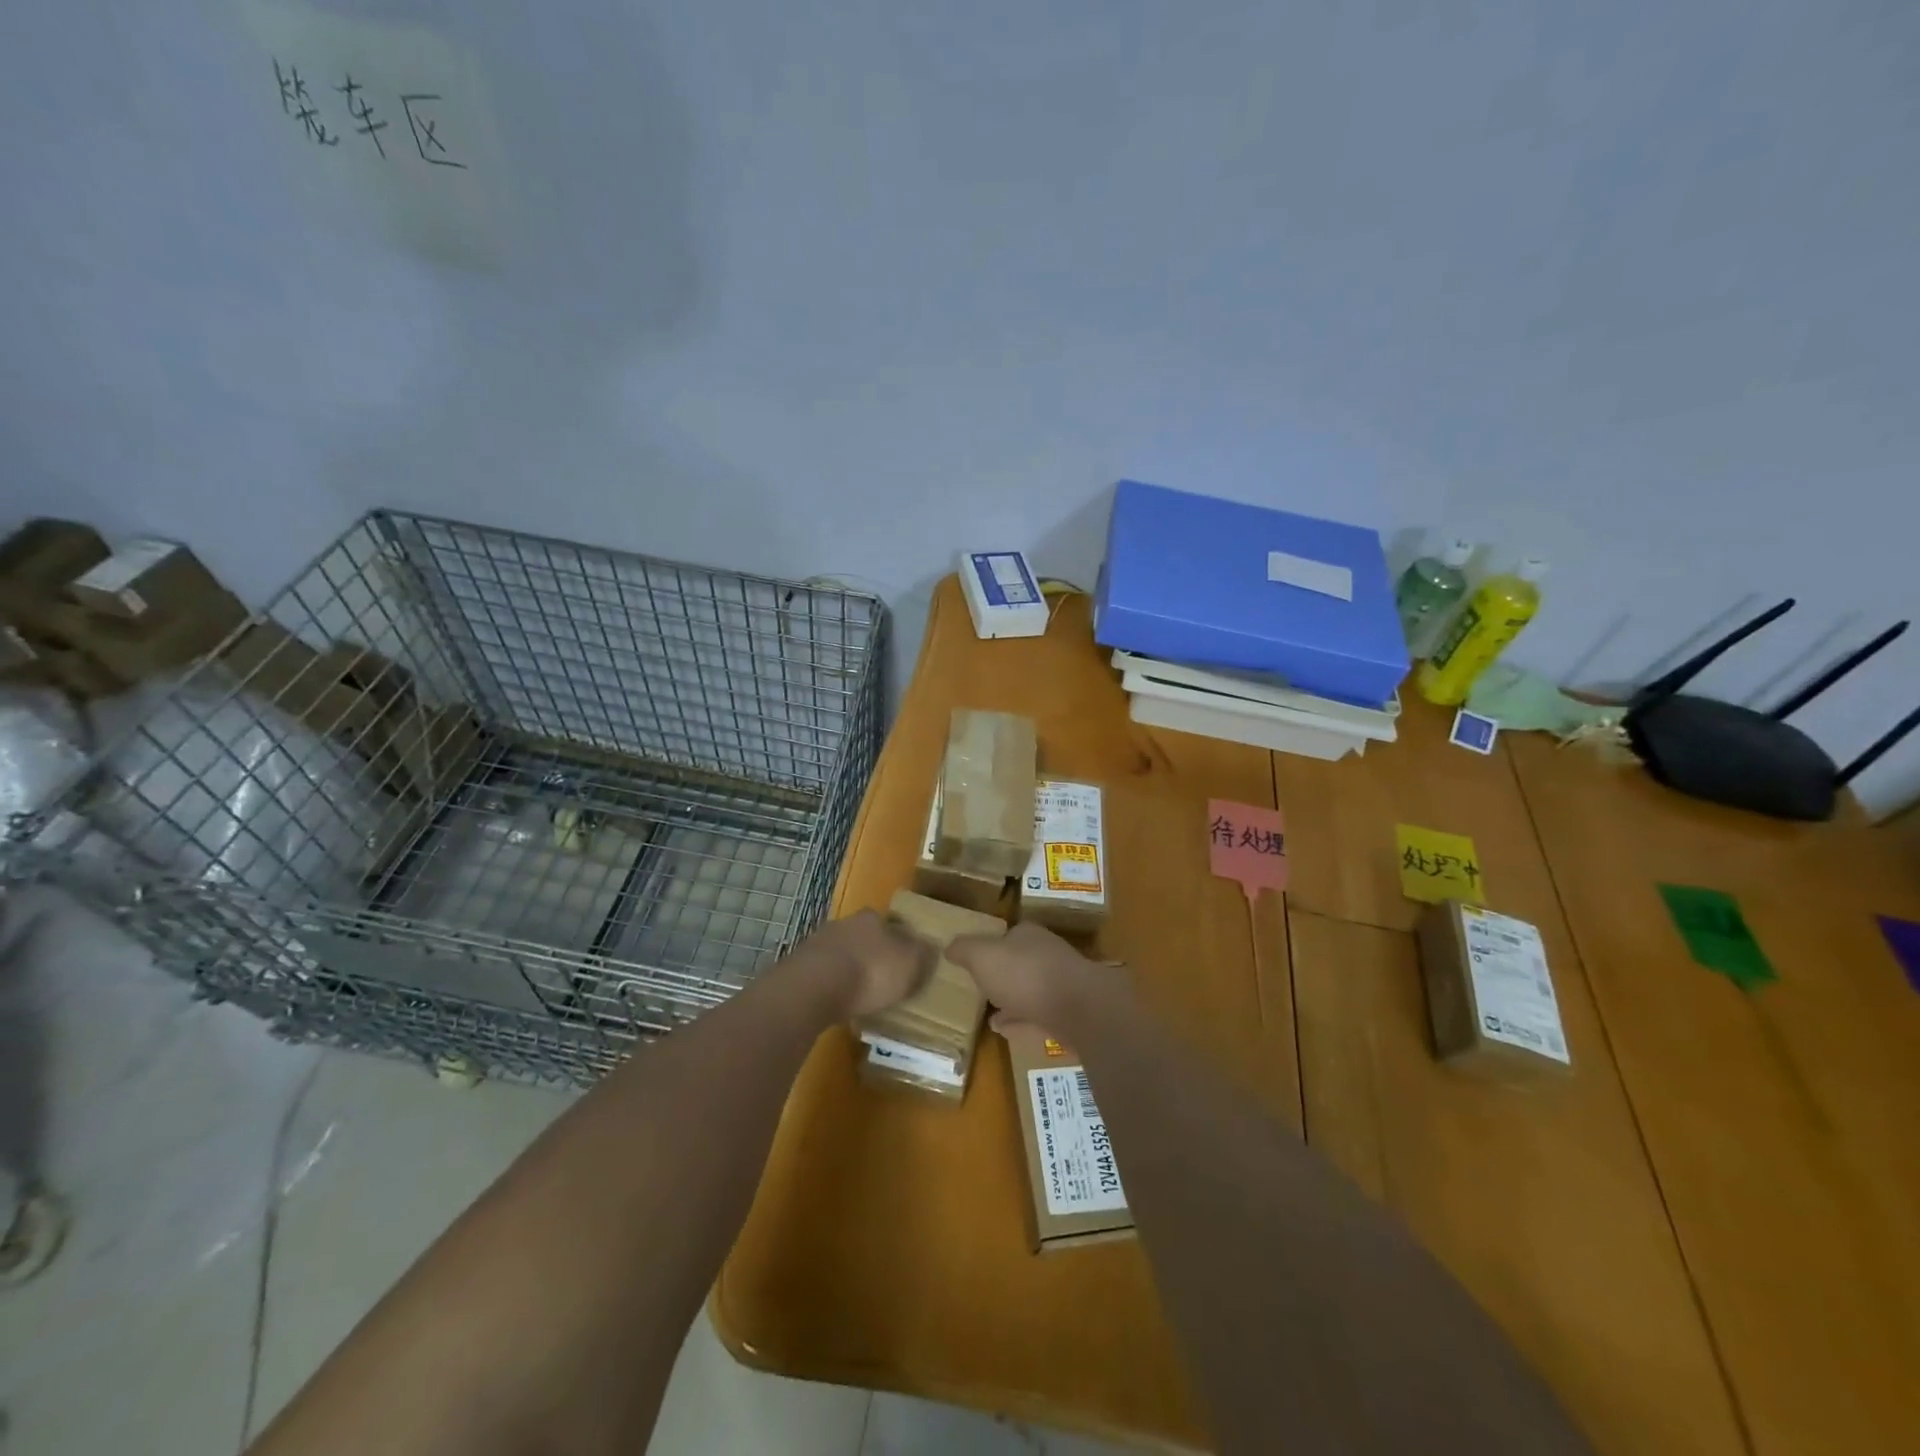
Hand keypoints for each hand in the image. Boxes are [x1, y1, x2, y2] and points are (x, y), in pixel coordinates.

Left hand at [798, 909, 935, 1018]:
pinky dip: (830, 984)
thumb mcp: (911, 965)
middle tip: (882, 979)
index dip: (899, 943)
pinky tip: (836, 1001)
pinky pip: (822, 973)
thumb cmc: (871, 972)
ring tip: (858, 995)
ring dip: (848, 969)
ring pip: (841, 953)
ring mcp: (818, 943)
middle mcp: (845, 923)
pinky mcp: (799, 965)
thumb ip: (923, 956)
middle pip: (863, 936)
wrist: (815, 987)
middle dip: (872, 954)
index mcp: (873, 918)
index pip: (891, 924)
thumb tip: (931, 948)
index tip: (904, 962)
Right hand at [945, 922, 1129, 1038]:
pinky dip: (1022, 1022)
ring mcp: (1062, 983)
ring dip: (1012, 1000)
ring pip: (1031, 989)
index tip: (974, 963)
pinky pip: (1039, 1015)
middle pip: (1020, 961)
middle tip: (980, 989)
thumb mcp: (982, 956)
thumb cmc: (1024, 973)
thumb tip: (949, 946)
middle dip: (1002, 974)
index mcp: (1028, 934)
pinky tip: (1005, 1032)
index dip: (989, 947)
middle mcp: (1047, 953)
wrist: (1078, 1008)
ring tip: (989, 1015)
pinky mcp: (1071, 1012)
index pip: (1007, 934)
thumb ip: (964, 949)